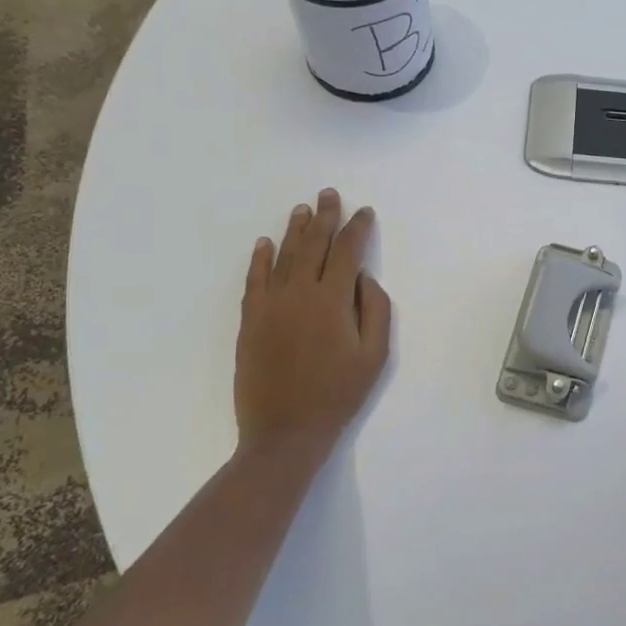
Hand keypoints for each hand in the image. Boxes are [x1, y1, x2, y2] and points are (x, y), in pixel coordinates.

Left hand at [235, 189, 391, 472]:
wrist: (285, 431)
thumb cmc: (338, 394)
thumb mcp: (374, 356)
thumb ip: (375, 310)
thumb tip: (364, 278)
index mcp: (332, 300)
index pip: (347, 252)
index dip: (357, 228)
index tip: (365, 212)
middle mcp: (299, 293)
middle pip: (313, 245)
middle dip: (324, 217)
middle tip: (328, 194)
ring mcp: (270, 305)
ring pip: (283, 257)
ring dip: (294, 230)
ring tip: (302, 209)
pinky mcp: (250, 321)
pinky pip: (254, 280)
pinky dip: (259, 259)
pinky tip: (264, 243)